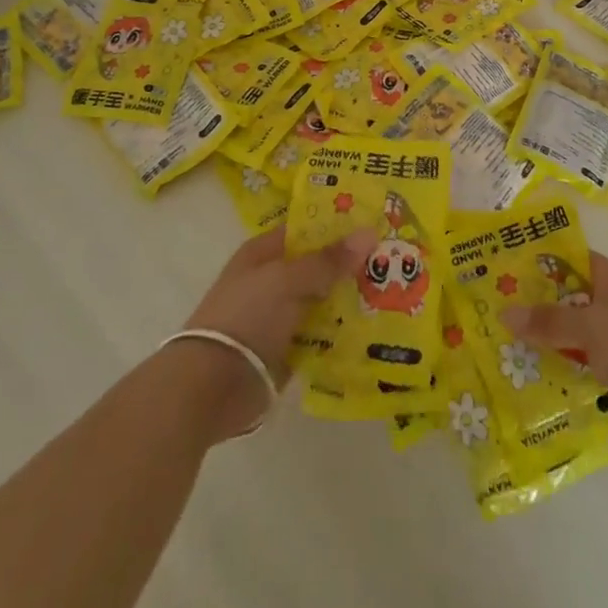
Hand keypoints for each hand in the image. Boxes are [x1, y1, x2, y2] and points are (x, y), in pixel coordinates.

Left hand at [176, 227, 375, 438]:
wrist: (211, 386)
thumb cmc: (246, 317)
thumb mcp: (287, 280)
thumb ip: (328, 260)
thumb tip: (369, 232)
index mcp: (263, 253)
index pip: (307, 229)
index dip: (338, 224)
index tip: (376, 222)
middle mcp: (272, 280)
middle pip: (319, 265)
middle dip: (352, 264)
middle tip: (396, 259)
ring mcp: (279, 316)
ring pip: (324, 300)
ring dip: (352, 299)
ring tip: (395, 293)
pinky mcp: (287, 350)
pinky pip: (322, 335)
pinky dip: (343, 332)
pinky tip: (375, 329)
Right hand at [503, 251, 607, 463]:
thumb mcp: (592, 328)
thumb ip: (548, 321)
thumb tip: (504, 313)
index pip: (568, 259)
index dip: (536, 260)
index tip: (499, 267)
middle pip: (565, 300)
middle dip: (531, 306)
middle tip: (486, 311)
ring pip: (570, 338)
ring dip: (542, 344)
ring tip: (496, 348)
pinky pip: (579, 369)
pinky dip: (558, 373)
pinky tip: (526, 381)